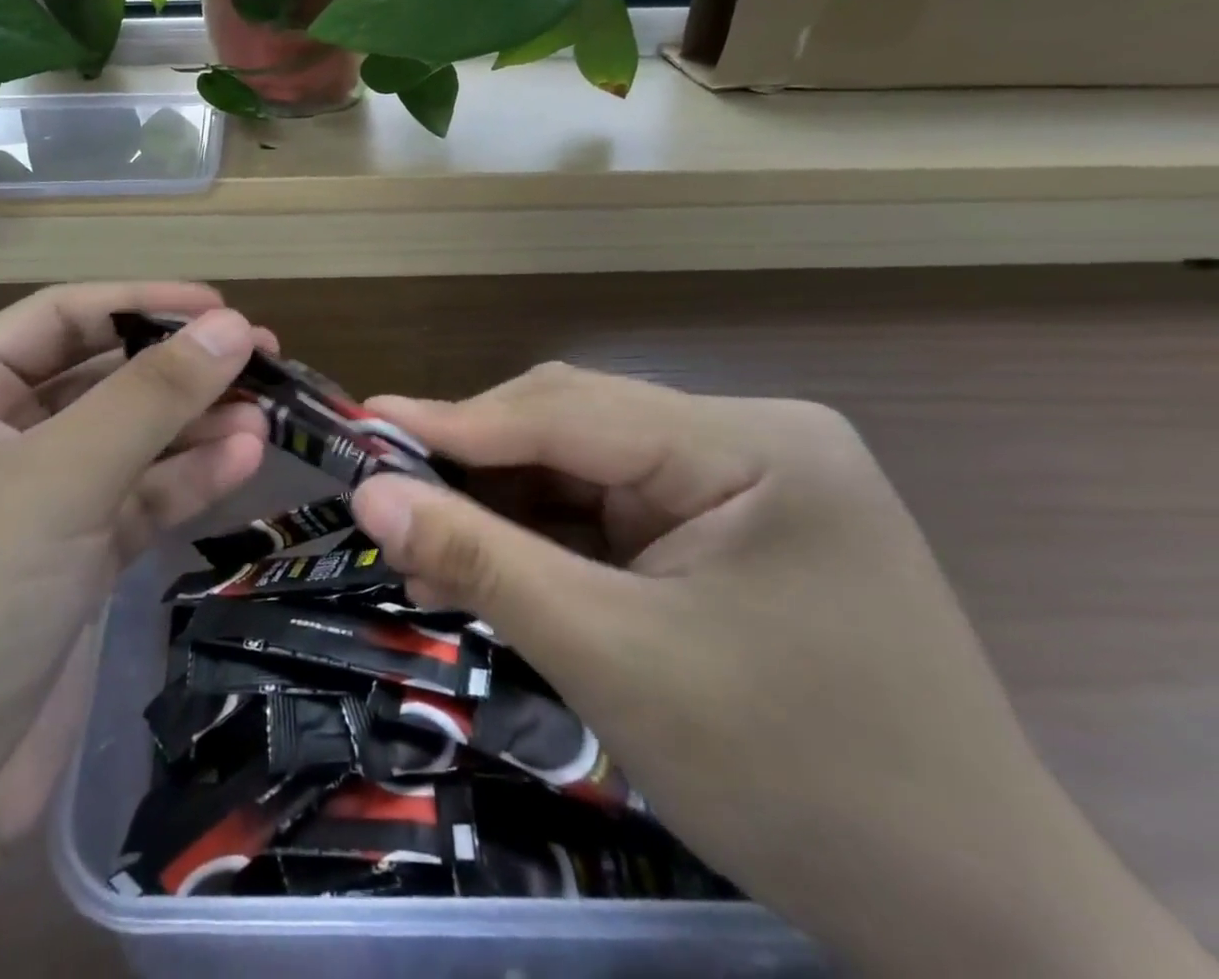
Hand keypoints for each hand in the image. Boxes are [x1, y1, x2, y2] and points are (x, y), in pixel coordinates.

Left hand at [0, 284, 268, 978]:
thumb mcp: (59, 475)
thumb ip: (151, 397)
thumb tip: (234, 326)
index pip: (60, 318)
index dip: (141, 303)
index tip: (221, 309)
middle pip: (99, 380)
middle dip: (177, 370)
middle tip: (262, 361)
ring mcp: (31, 509)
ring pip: (125, 445)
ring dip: (192, 429)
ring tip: (264, 416)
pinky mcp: (65, 568)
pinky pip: (133, 504)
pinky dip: (183, 482)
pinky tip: (241, 464)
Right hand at [351, 365, 1215, 978]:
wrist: (975, 930)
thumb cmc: (797, 781)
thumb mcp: (611, 659)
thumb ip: (481, 560)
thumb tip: (370, 495)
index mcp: (751, 446)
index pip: (569, 412)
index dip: (455, 422)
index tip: (362, 425)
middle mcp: (749, 443)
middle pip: (574, 433)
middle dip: (477, 473)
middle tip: (387, 505)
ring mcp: (743, 488)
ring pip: (583, 475)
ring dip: (502, 514)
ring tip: (424, 553)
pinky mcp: (728, 534)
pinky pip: (611, 518)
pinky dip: (544, 545)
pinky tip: (490, 571)